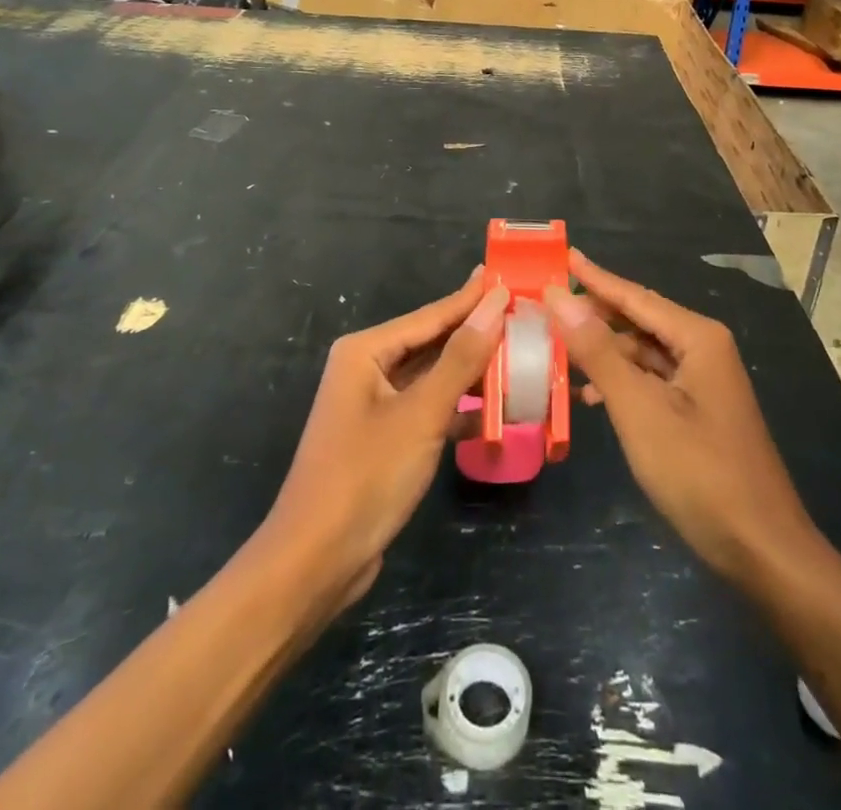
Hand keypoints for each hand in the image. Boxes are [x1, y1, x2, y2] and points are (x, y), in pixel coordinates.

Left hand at [261, 269, 509, 612]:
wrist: (316, 563)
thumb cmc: (366, 476)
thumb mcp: (421, 413)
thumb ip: (461, 357)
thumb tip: (495, 303)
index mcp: (366, 351)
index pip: (432, 315)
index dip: (473, 298)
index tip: (511, 277)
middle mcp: (367, 369)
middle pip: (433, 342)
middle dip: (477, 333)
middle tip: (524, 315)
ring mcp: (375, 405)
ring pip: (433, 377)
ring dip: (473, 373)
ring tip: (520, 356)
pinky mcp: (385, 438)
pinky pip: (429, 408)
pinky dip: (459, 408)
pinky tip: (496, 411)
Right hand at [546, 250, 816, 584]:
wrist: (762, 549)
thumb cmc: (699, 472)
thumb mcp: (639, 409)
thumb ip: (598, 352)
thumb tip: (560, 298)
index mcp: (697, 337)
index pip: (634, 295)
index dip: (595, 277)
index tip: (562, 255)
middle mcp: (703, 348)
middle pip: (639, 319)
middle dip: (595, 314)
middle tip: (548, 308)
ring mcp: (703, 381)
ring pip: (643, 353)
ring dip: (604, 352)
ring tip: (557, 351)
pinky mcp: (699, 411)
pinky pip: (652, 381)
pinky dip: (621, 383)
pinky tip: (590, 398)